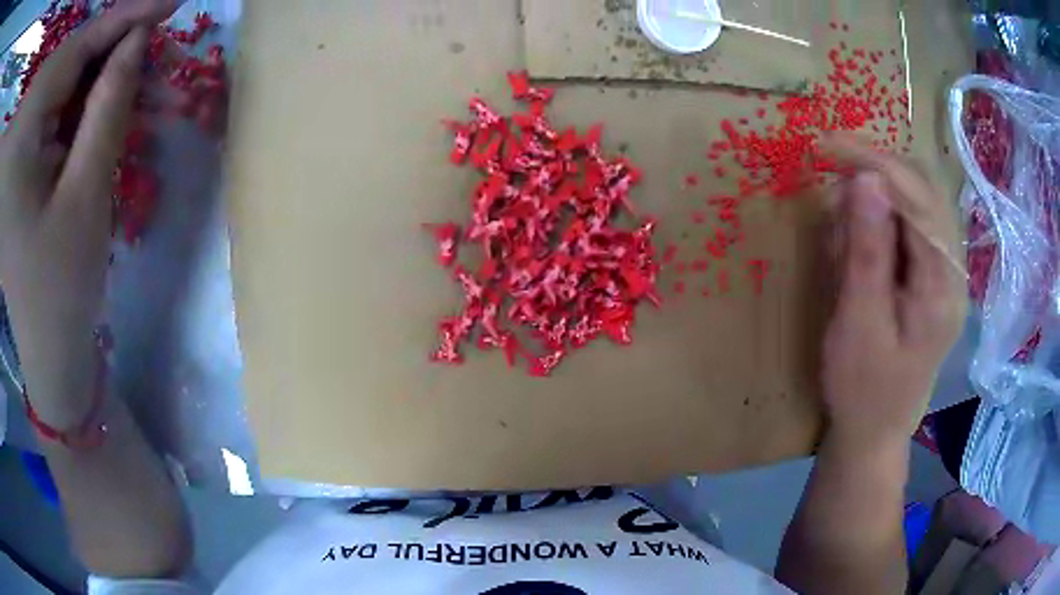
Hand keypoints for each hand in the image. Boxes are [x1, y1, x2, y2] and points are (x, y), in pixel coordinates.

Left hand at [0, 0, 176, 426]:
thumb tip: (138, 39)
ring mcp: (17, 147)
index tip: (172, 3)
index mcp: (21, 140)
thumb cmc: (60, 290)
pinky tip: (101, 113)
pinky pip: (53, 108)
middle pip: (69, 59)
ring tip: (137, 90)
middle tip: (154, 55)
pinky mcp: (19, 159)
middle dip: (111, 49)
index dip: (125, 18)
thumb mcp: (86, 196)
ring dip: (98, 77)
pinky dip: (80, 102)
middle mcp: (20, 134)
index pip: (76, 48)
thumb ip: (108, 106)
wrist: (43, 354)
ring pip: (63, 80)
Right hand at [819, 135, 967, 450]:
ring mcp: (945, 271)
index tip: (826, 145)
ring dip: (874, 201)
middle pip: (922, 192)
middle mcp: (953, 270)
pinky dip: (878, 222)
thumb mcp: (858, 323)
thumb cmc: (863, 388)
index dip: (875, 163)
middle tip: (829, 181)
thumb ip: (868, 251)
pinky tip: (854, 245)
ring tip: (839, 231)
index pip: (919, 198)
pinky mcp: (932, 275)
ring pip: (915, 203)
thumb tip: (866, 180)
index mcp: (942, 287)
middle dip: (874, 175)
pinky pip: (909, 226)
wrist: (875, 430)